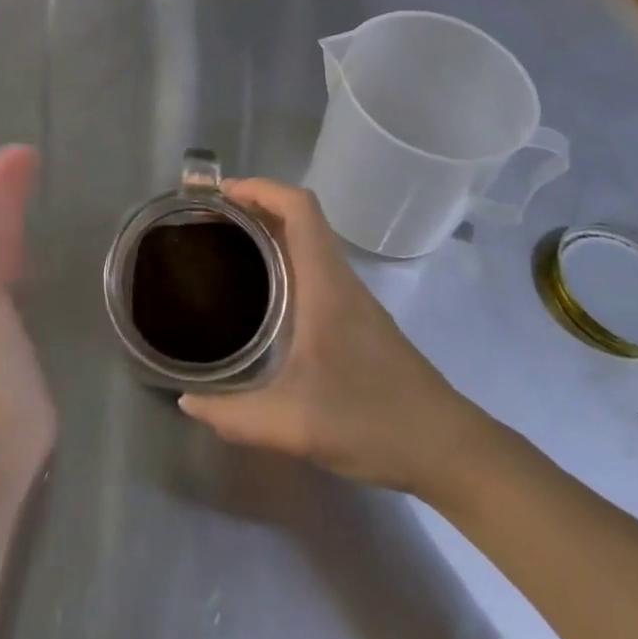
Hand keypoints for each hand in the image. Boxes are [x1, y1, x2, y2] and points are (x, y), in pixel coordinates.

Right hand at [178, 177, 493, 500]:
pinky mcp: (356, 318)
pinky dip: (283, 258)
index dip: (260, 188)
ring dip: (269, 230)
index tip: (220, 195)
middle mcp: (338, 279)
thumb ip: (235, 416)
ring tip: (225, 246)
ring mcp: (350, 298)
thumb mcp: (295, 425)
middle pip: (299, 216)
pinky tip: (261, 292)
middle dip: (254, 206)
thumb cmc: (373, 422)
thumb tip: (188, 402)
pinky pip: (313, 266)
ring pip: (307, 241)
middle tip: (209, 221)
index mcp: (325, 283)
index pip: (299, 207)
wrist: (449, 450)